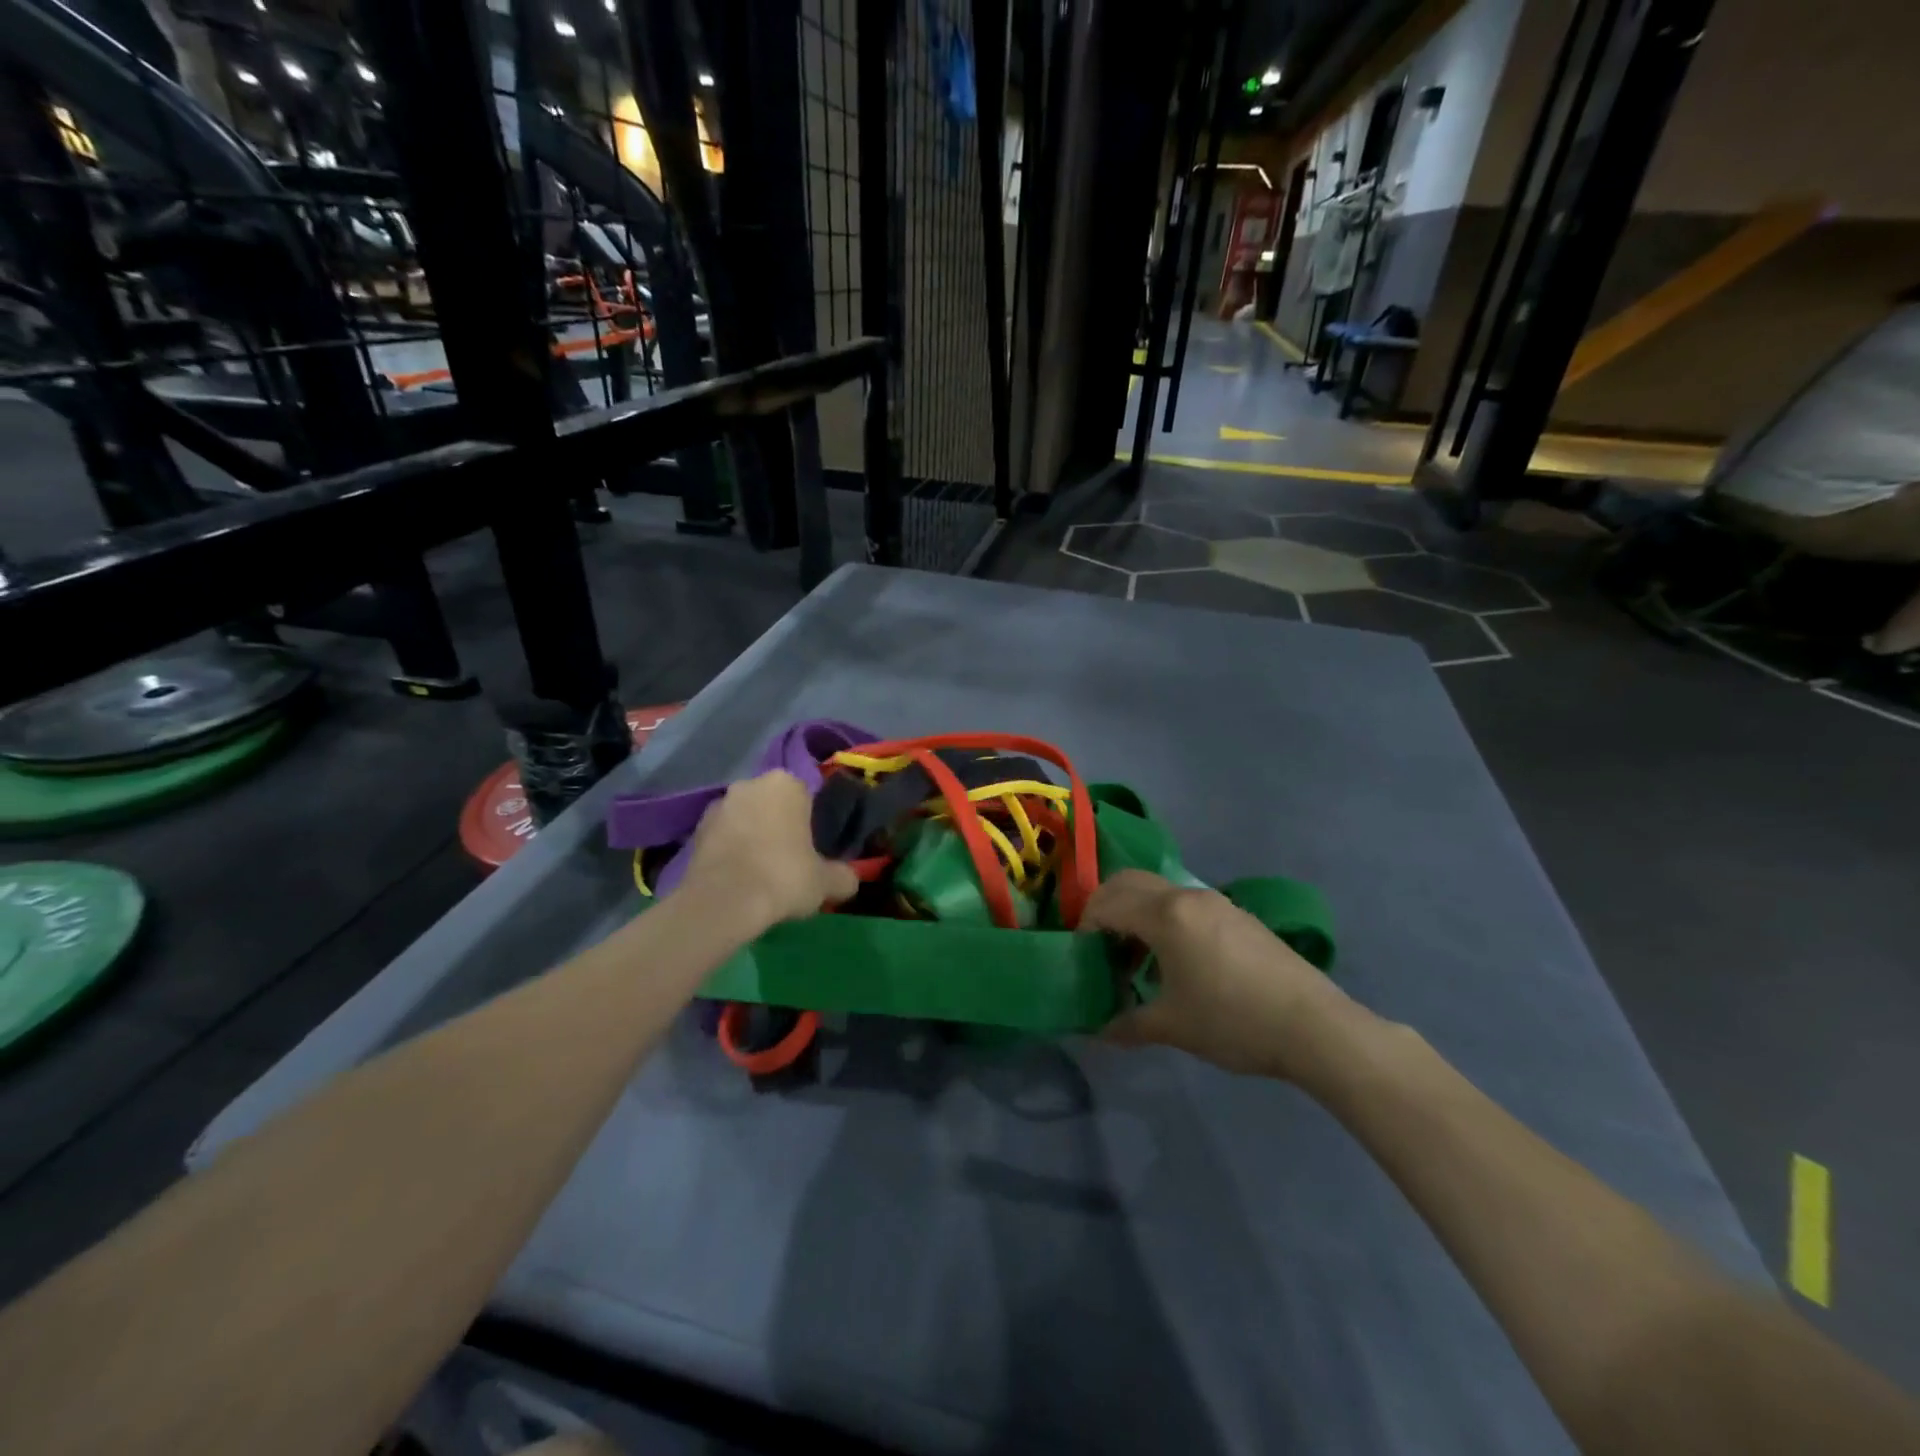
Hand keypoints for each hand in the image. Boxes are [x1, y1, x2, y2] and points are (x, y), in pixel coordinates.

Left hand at [680, 771, 858, 927]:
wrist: (722, 903)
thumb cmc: (783, 877)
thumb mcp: (826, 882)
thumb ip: (844, 876)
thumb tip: (850, 879)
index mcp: (786, 783)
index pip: (806, 795)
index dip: (810, 822)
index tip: (812, 848)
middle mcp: (750, 784)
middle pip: (772, 804)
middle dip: (779, 825)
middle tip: (789, 859)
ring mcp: (718, 805)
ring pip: (745, 819)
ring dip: (752, 836)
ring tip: (761, 872)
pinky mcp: (694, 830)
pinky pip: (723, 837)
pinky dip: (731, 851)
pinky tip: (739, 878)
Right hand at [1084, 869, 1357, 1079]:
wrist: (1315, 1027)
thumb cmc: (1232, 1021)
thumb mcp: (1173, 1026)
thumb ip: (1128, 1024)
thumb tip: (1099, 1033)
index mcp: (1165, 915)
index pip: (1106, 903)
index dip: (1085, 927)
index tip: (1083, 959)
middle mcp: (1186, 896)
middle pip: (1129, 882)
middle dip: (1106, 907)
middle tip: (1101, 947)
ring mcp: (1216, 902)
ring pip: (1159, 891)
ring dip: (1137, 912)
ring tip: (1137, 958)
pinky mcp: (1238, 915)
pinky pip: (1185, 903)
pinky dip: (1165, 918)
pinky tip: (1177, 961)